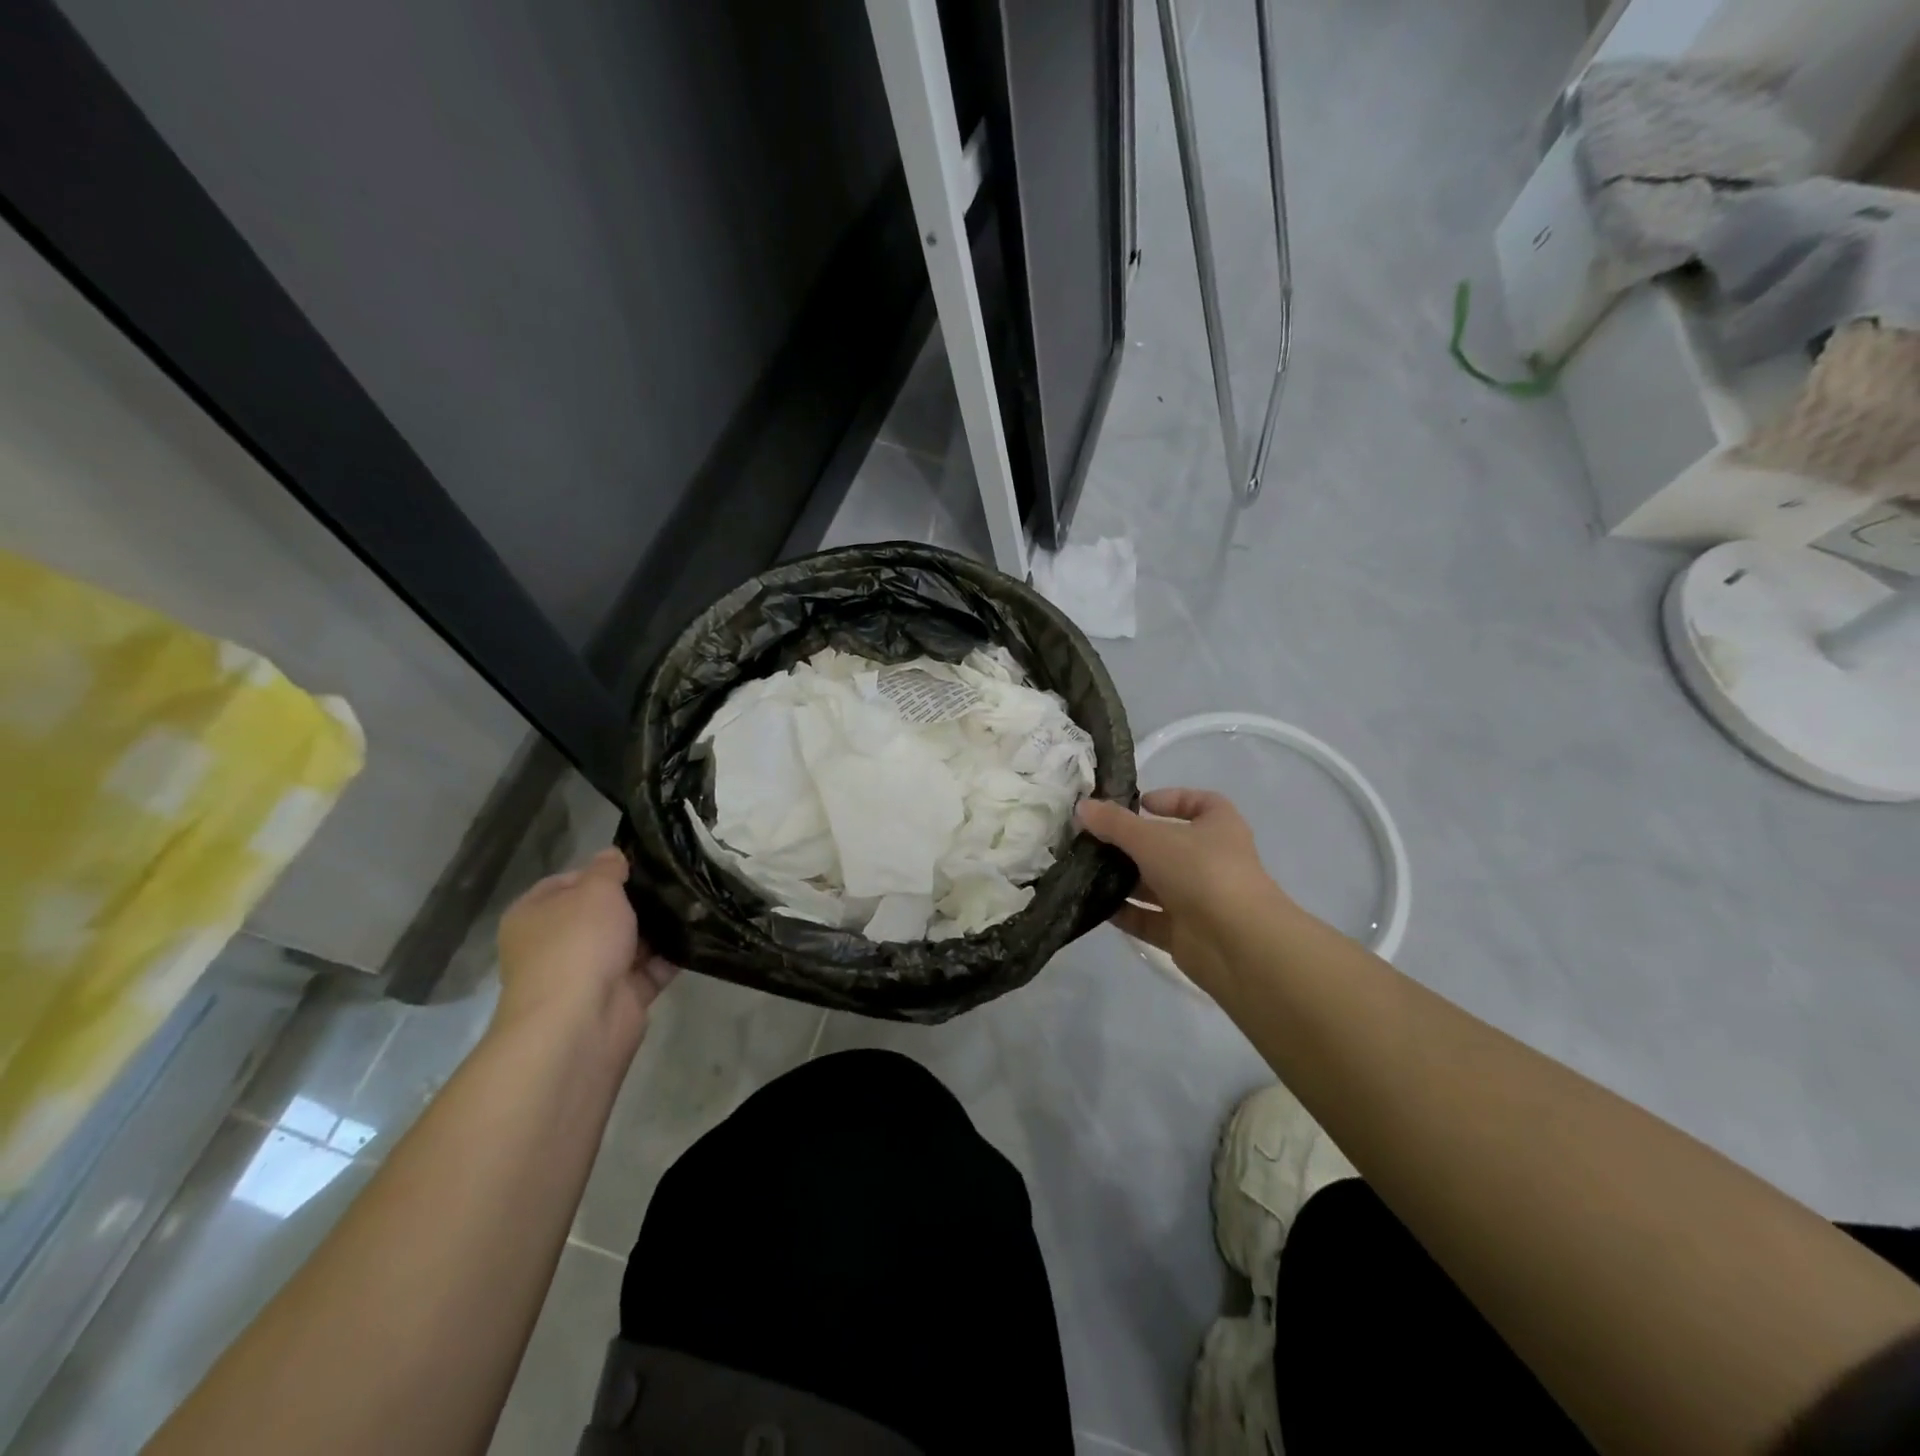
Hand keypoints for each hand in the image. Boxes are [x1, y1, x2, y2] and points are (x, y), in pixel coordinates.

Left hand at [495, 848, 677, 1057]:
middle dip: (637, 900)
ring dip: (659, 927)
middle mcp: (557, 945)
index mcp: (535, 916)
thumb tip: (613, 856)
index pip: (567, 883)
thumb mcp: (595, 890)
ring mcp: (590, 974)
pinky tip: (700, 932)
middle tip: (675, 878)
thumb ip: (607, 869)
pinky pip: (652, 968)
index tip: (638, 863)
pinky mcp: (622, 997)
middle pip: (602, 914)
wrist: (581, 1022)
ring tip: (695, 900)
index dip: (601, 871)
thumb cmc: (578, 943)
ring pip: (631, 941)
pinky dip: (673, 954)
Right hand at [1077, 789, 1291, 996]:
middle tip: (1093, 839)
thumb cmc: (1200, 871)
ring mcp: (1199, 898)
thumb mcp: (1151, 838)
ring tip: (1084, 870)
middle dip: (1131, 843)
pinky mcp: (1184, 933)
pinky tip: (1093, 905)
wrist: (1237, 944)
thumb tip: (1081, 806)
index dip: (1171, 799)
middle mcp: (1212, 860)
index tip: (1138, 804)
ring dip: (1123, 878)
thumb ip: (1114, 823)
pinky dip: (1124, 912)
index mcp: (1218, 827)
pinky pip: (1148, 918)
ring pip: (1155, 883)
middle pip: (1167, 845)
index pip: (1200, 803)